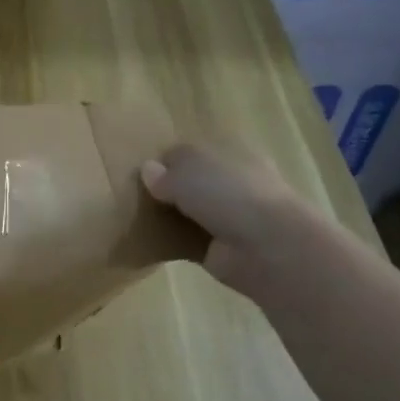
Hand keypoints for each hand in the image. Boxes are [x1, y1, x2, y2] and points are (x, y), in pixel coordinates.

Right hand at [140, 143, 303, 297]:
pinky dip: (172, 242)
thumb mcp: (187, 170)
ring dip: (169, 216)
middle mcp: (232, 182)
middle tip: (134, 197)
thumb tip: (148, 170)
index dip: (165, 162)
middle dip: (167, 190)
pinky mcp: (220, 247)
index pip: (190, 153)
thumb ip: (164, 171)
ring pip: (190, 211)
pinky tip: (149, 242)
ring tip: (135, 219)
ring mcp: (228, 216)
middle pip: (191, 182)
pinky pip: (188, 240)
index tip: (140, 175)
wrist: (266, 246)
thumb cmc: (228, 194)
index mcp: (230, 152)